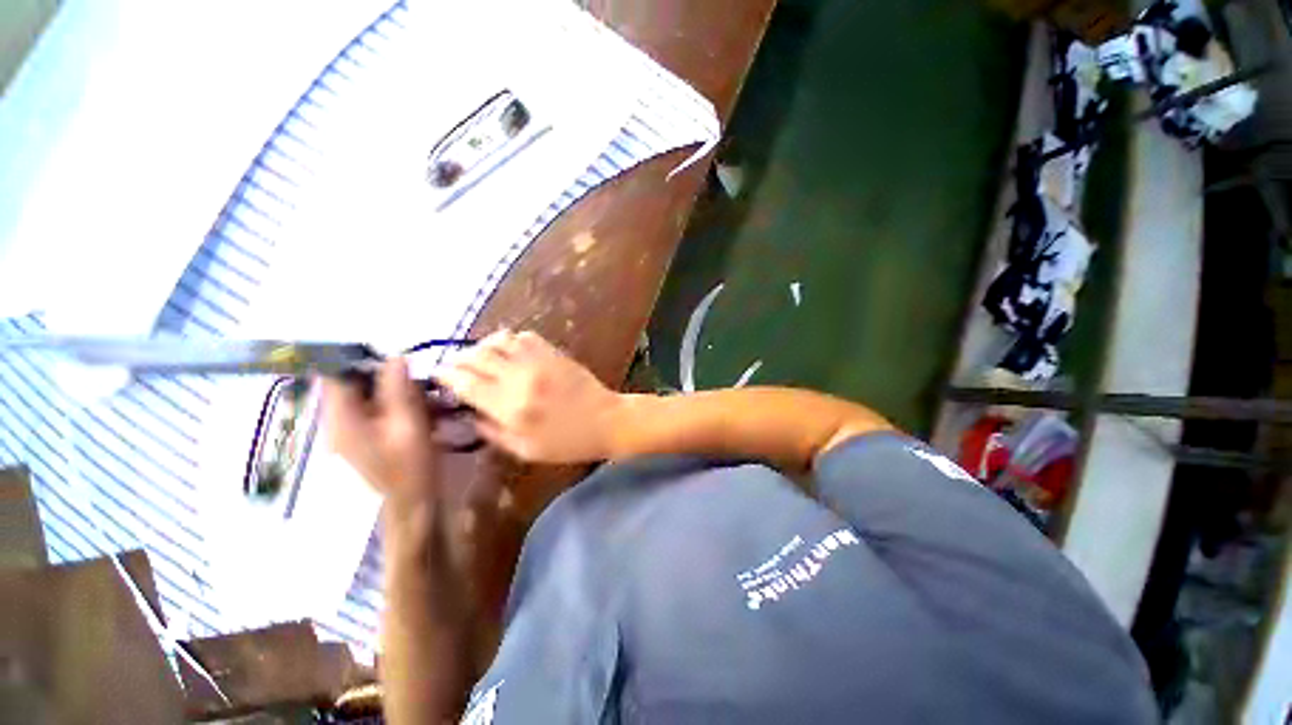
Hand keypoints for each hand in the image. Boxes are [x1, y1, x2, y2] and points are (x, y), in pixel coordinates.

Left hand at [322, 358, 440, 505]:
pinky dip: (402, 410)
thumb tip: (396, 357)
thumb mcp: (409, 424)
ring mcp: (352, 434)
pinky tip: (428, 417)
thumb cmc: (410, 467)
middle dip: (391, 380)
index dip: (362, 360)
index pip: (337, 375)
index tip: (397, 360)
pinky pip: (380, 415)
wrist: (412, 508)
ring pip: (372, 401)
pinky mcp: (367, 443)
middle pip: (357, 387)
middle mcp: (339, 423)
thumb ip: (399, 390)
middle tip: (424, 385)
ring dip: (402, 396)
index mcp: (342, 418)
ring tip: (433, 403)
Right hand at [437, 330, 623, 462]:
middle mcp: (521, 378)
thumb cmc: (567, 443)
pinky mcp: (554, 352)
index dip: (445, 375)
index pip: (466, 382)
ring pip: (497, 340)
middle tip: (456, 368)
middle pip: (476, 356)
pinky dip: (508, 341)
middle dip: (459, 360)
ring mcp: (539, 361)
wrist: (606, 420)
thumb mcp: (524, 450)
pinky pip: (523, 336)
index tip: (437, 375)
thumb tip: (466, 412)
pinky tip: (509, 353)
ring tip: (480, 359)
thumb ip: (491, 431)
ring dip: (481, 347)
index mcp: (511, 408)